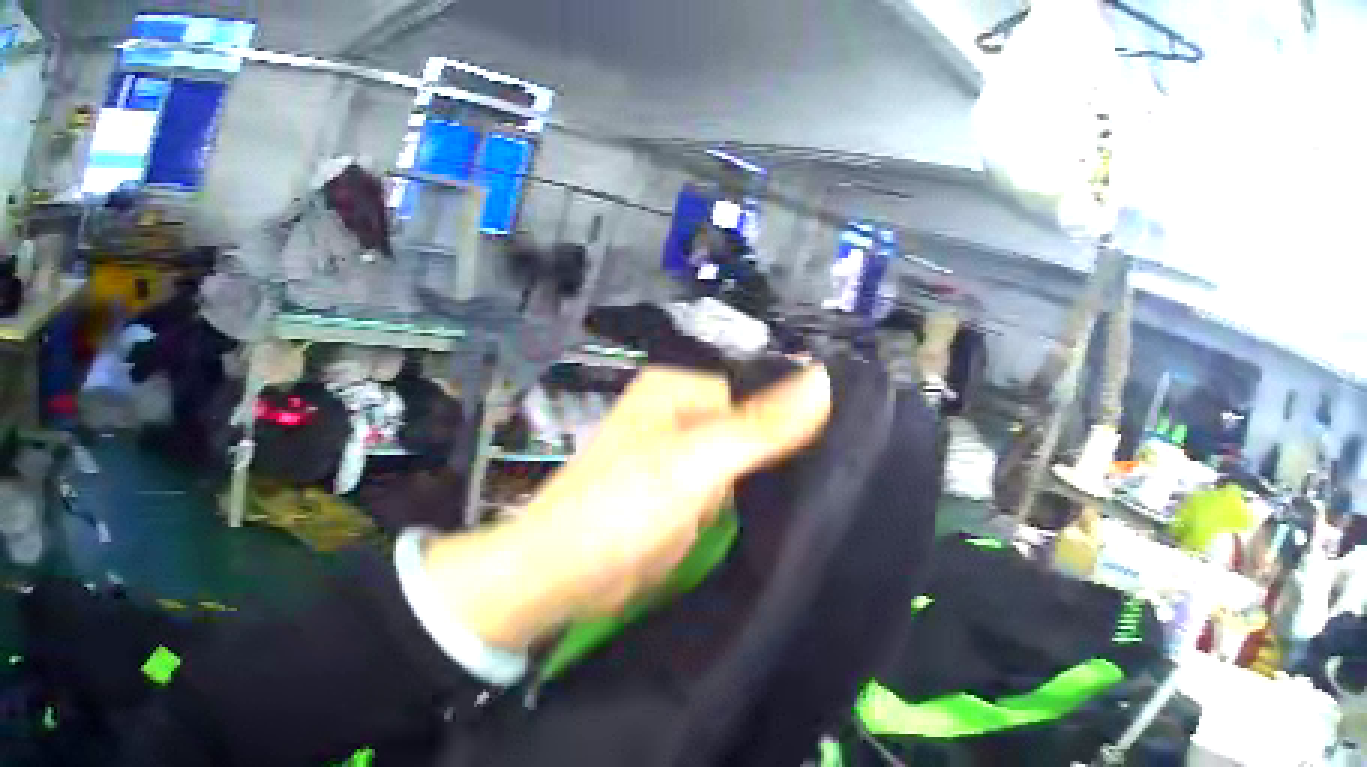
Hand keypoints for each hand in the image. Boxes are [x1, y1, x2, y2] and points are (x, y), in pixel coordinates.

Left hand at [423, 365, 831, 649]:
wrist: (561, 577)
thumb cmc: (620, 511)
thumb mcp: (696, 463)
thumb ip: (761, 426)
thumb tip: (826, 377)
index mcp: (674, 391)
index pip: (758, 391)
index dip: (791, 421)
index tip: (835, 453)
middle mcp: (675, 419)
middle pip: (751, 427)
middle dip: (781, 457)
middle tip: (828, 486)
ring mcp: (676, 464)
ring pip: (742, 465)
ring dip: (768, 487)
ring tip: (812, 508)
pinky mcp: (676, 504)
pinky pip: (726, 497)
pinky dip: (746, 510)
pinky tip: (777, 526)